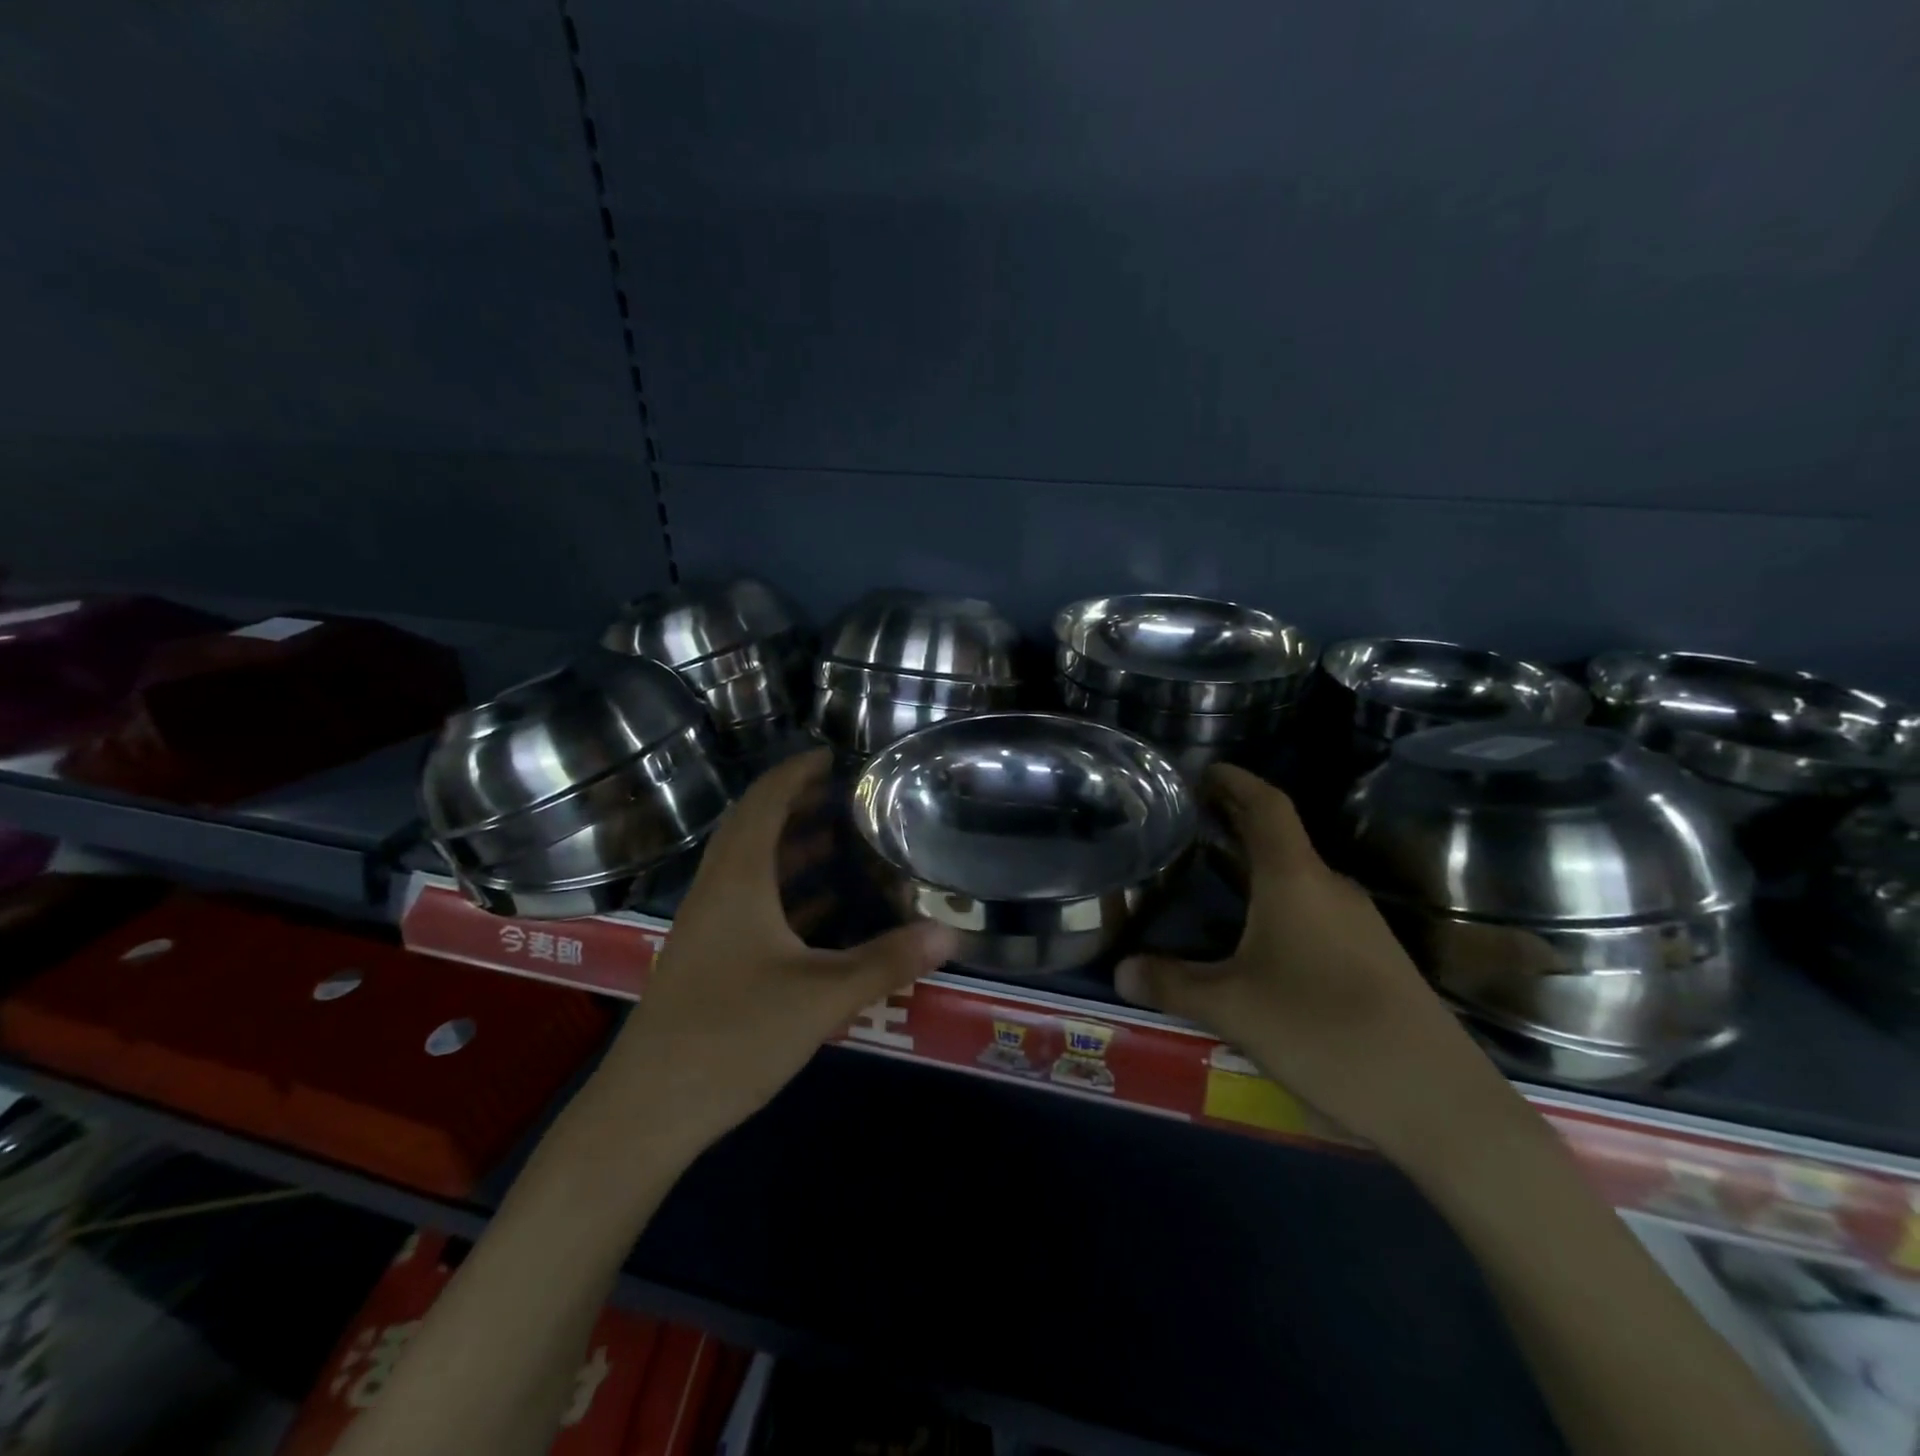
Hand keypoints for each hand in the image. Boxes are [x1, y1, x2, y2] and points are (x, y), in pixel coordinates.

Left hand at [582, 748, 955, 1161]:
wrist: (648, 1109)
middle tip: (847, 794)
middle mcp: (717, 891)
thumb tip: (949, 933)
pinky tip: (823, 909)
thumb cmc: (732, 1036)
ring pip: (752, 867)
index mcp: (737, 881)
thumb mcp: (821, 997)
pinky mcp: (709, 959)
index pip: (764, 803)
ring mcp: (708, 927)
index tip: (832, 754)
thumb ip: (885, 961)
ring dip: (792, 847)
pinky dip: (786, 891)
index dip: (795, 773)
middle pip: (755, 828)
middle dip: (798, 804)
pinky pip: (750, 903)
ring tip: (842, 840)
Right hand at [1116, 764, 1500, 1158]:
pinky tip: (1253, 938)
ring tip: (1211, 876)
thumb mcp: (1231, 1007)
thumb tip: (1120, 970)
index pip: (1267, 806)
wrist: (1436, 1101)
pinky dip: (1276, 904)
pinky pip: (1314, 912)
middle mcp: (1331, 889)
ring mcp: (1359, 925)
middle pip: (1280, 838)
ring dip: (1256, 868)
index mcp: (1297, 880)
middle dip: (1237, 823)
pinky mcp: (1373, 958)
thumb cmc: (1322, 1031)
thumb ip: (1171, 983)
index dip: (1235, 781)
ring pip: (1297, 878)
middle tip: (1191, 821)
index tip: (1204, 770)